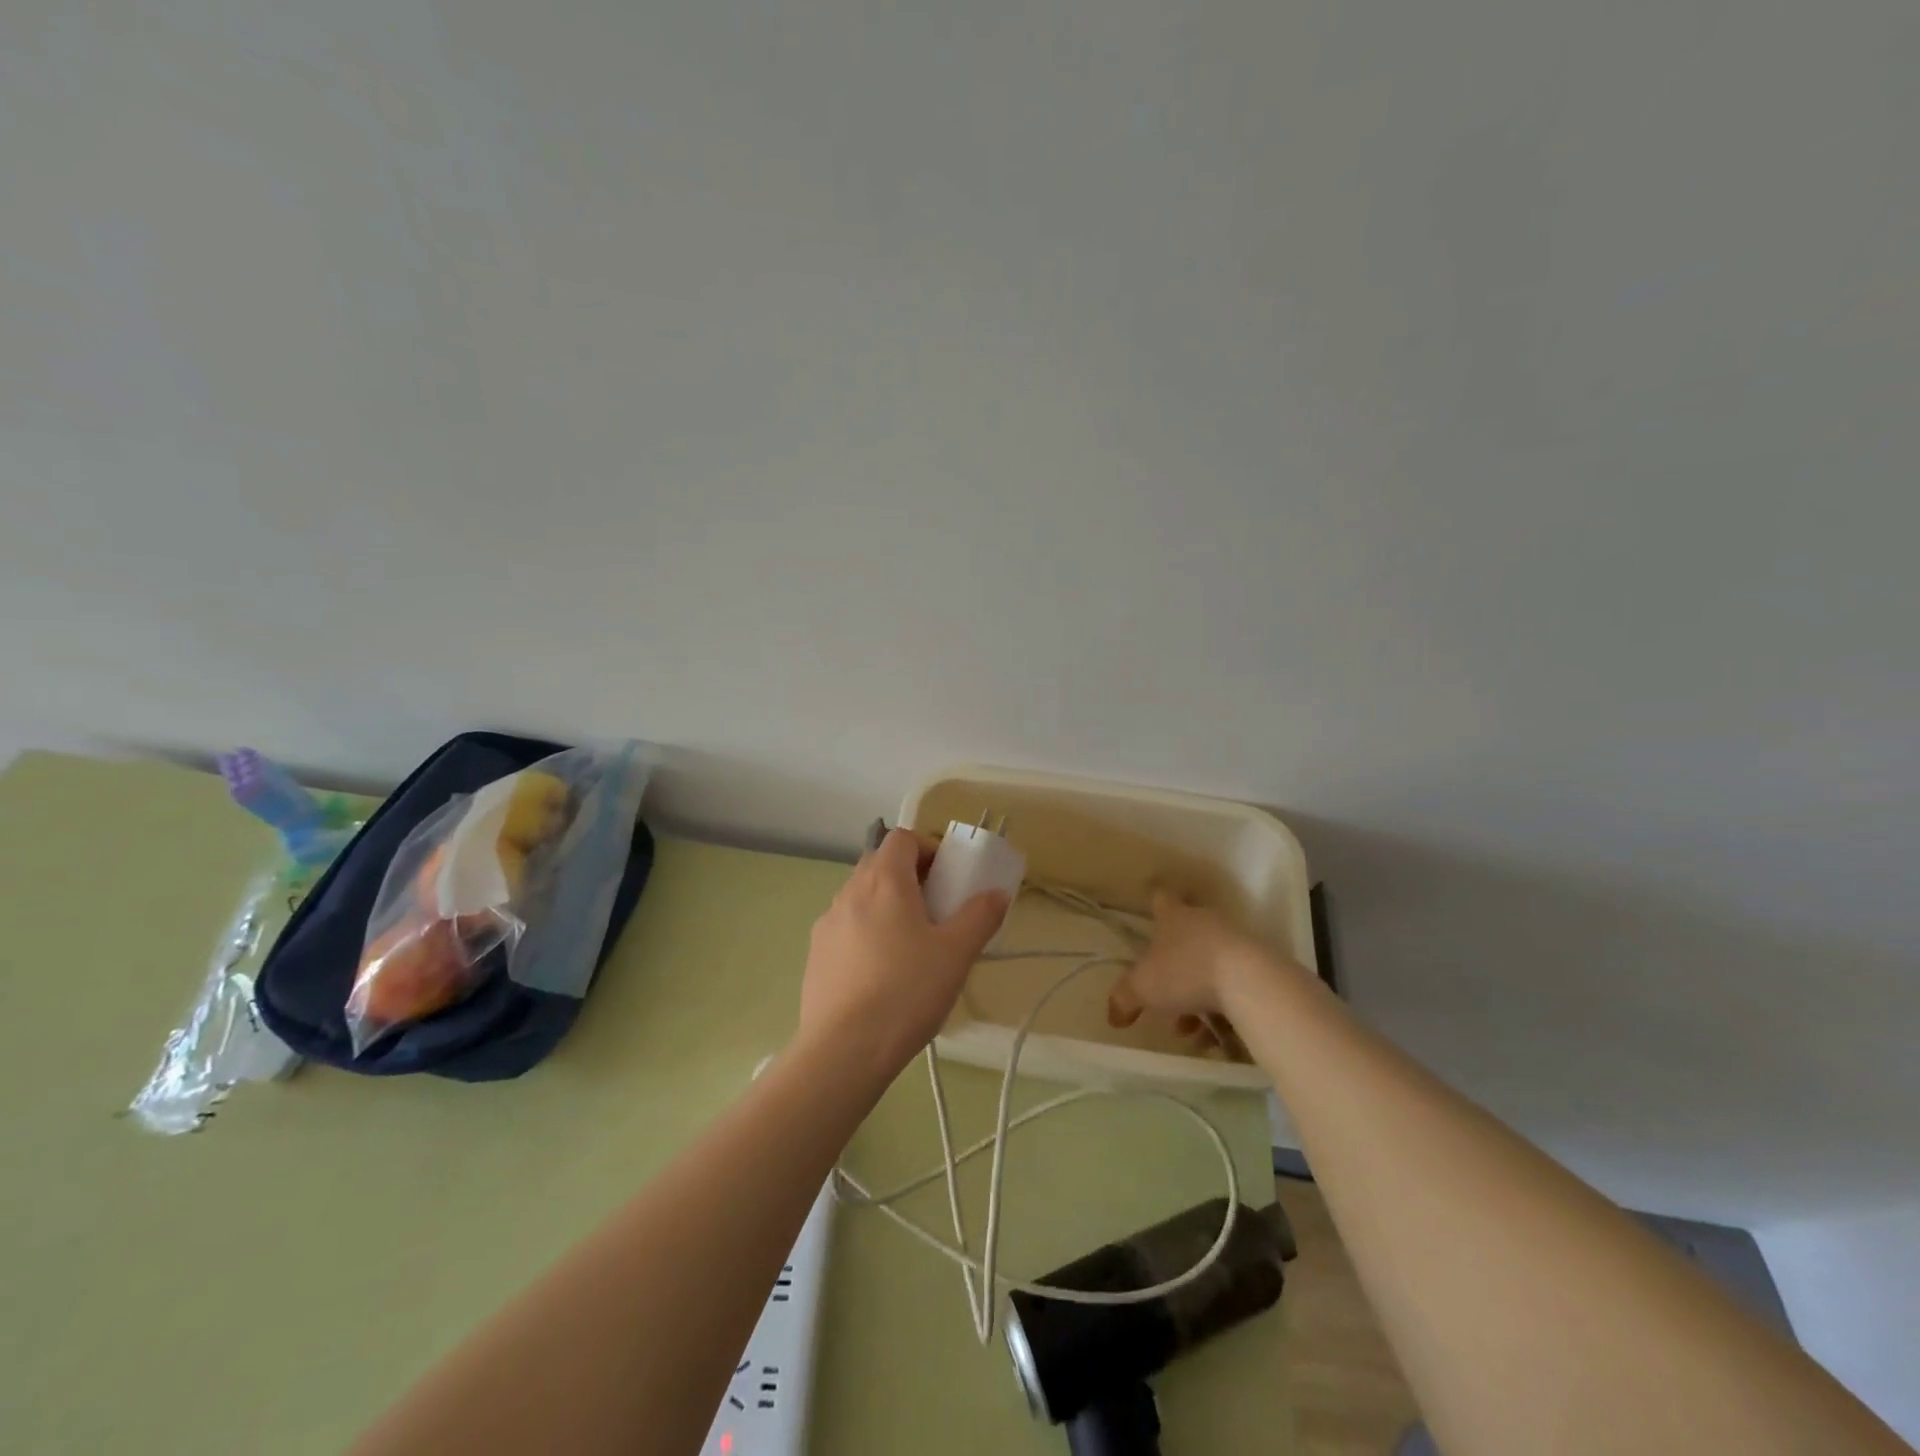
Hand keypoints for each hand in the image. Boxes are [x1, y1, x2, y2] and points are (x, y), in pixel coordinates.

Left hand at [797, 828, 1007, 1080]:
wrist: (844, 1050)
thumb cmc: (907, 991)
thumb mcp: (956, 953)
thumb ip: (980, 916)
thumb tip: (997, 894)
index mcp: (884, 880)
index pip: (902, 838)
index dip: (928, 848)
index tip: (949, 876)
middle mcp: (849, 892)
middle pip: (880, 864)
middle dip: (910, 876)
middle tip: (936, 909)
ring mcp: (827, 923)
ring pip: (861, 897)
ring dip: (887, 904)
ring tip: (911, 944)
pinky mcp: (815, 955)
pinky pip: (846, 927)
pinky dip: (866, 932)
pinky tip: (882, 972)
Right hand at [1107, 892, 1296, 1047]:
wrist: (1250, 981)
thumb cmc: (1186, 972)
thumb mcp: (1143, 988)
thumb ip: (1123, 999)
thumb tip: (1113, 1016)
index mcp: (1175, 917)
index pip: (1161, 900)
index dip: (1155, 905)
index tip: (1152, 912)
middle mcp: (1206, 922)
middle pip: (1186, 940)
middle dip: (1175, 972)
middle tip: (1166, 1000)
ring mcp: (1236, 942)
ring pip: (1211, 969)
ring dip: (1199, 998)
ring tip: (1193, 1033)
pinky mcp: (1260, 966)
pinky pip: (1235, 987)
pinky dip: (1224, 1010)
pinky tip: (1218, 1040)